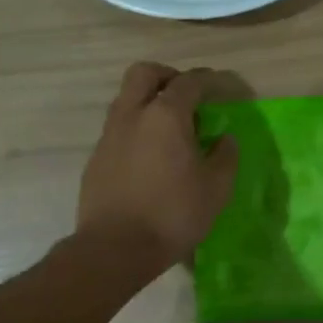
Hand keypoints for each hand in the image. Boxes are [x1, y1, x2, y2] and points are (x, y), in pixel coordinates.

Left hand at [78, 63, 238, 266]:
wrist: (114, 249)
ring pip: (126, 100)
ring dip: (149, 102)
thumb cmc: (172, 214)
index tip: (223, 87)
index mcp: (165, 116)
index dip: (209, 80)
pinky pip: (119, 129)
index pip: (189, 82)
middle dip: (168, 76)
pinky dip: (137, 130)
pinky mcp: (96, 158)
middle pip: (144, 73)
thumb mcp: (216, 188)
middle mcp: (132, 115)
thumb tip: (225, 139)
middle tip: (187, 96)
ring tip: (171, 130)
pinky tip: (151, 158)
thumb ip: (225, 156)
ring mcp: (109, 136)